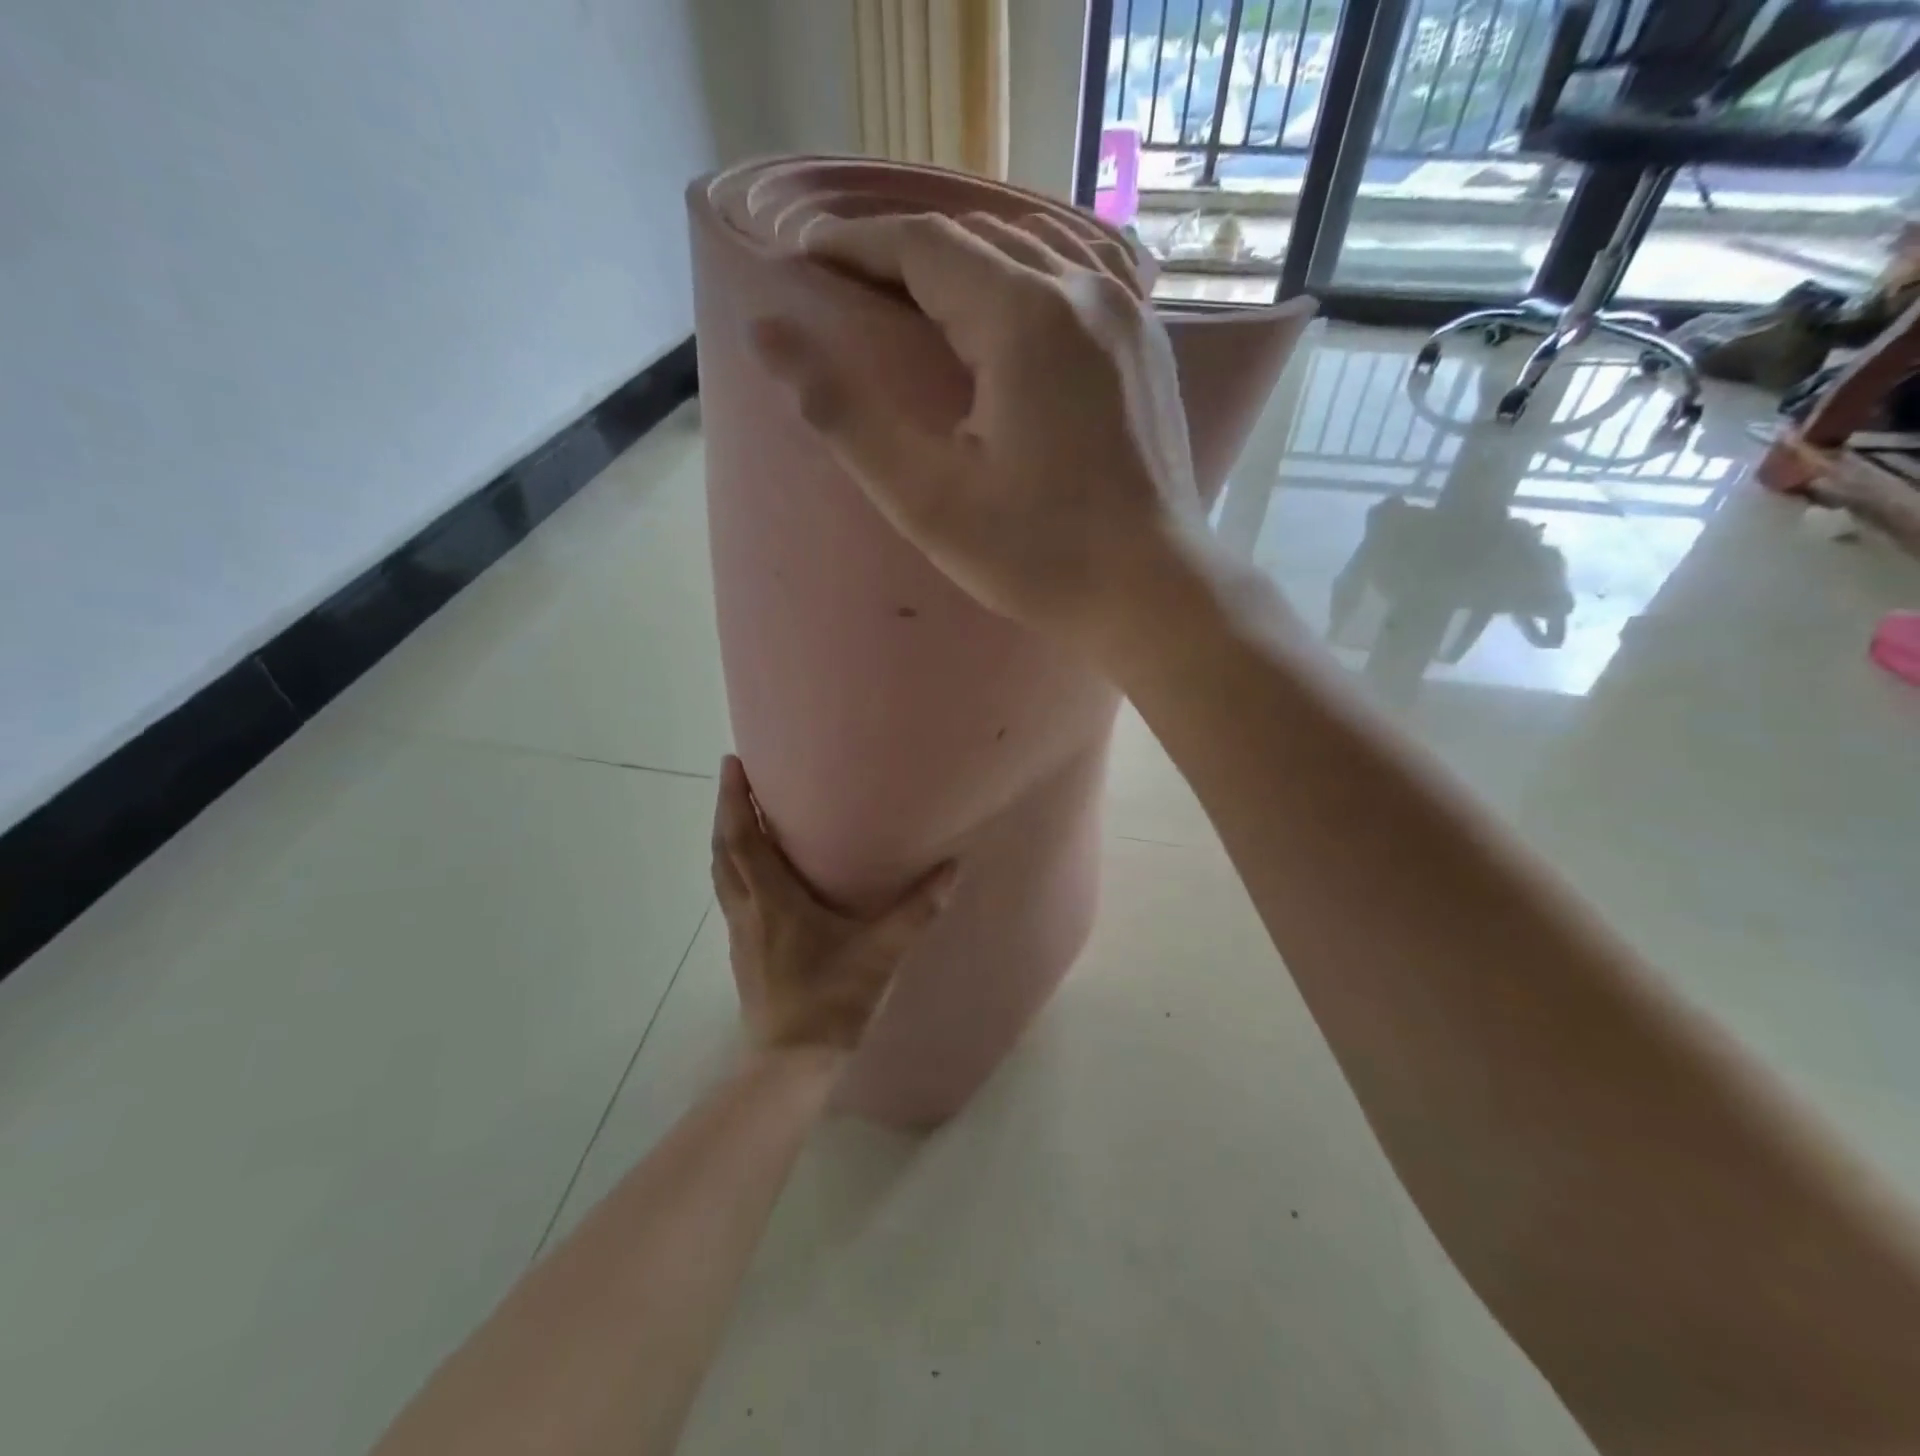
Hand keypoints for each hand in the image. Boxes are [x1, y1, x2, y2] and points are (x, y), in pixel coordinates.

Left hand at [710, 756, 956, 1059]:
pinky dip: (733, 869)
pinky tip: (755, 874)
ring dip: (726, 839)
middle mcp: (748, 909)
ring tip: (742, 816)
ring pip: (721, 873)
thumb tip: (951, 868)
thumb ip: (916, 910)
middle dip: (725, 810)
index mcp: (773, 900)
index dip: (735, 800)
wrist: (790, 1062)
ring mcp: (740, 933)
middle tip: (735, 777)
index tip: (731, 763)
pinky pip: (730, 895)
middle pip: (723, 850)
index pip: (743, 838)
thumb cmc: (831, 999)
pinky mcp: (743, 952)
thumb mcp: (881, 953)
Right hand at [750, 211, 1206, 651]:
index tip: (804, 259)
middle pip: (975, 237)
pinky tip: (1010, 298)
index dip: (855, 244)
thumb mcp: (928, 499)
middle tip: (848, 279)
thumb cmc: (1039, 556)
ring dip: (965, 256)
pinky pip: (1079, 273)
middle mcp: (1083, 290)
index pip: (921, 245)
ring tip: (916, 287)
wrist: (1152, 590)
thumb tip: (766, 334)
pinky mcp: (1147, 344)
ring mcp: (1128, 312)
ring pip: (1031, 247)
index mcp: (1025, 317)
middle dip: (903, 251)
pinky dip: (1028, 271)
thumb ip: (845, 414)